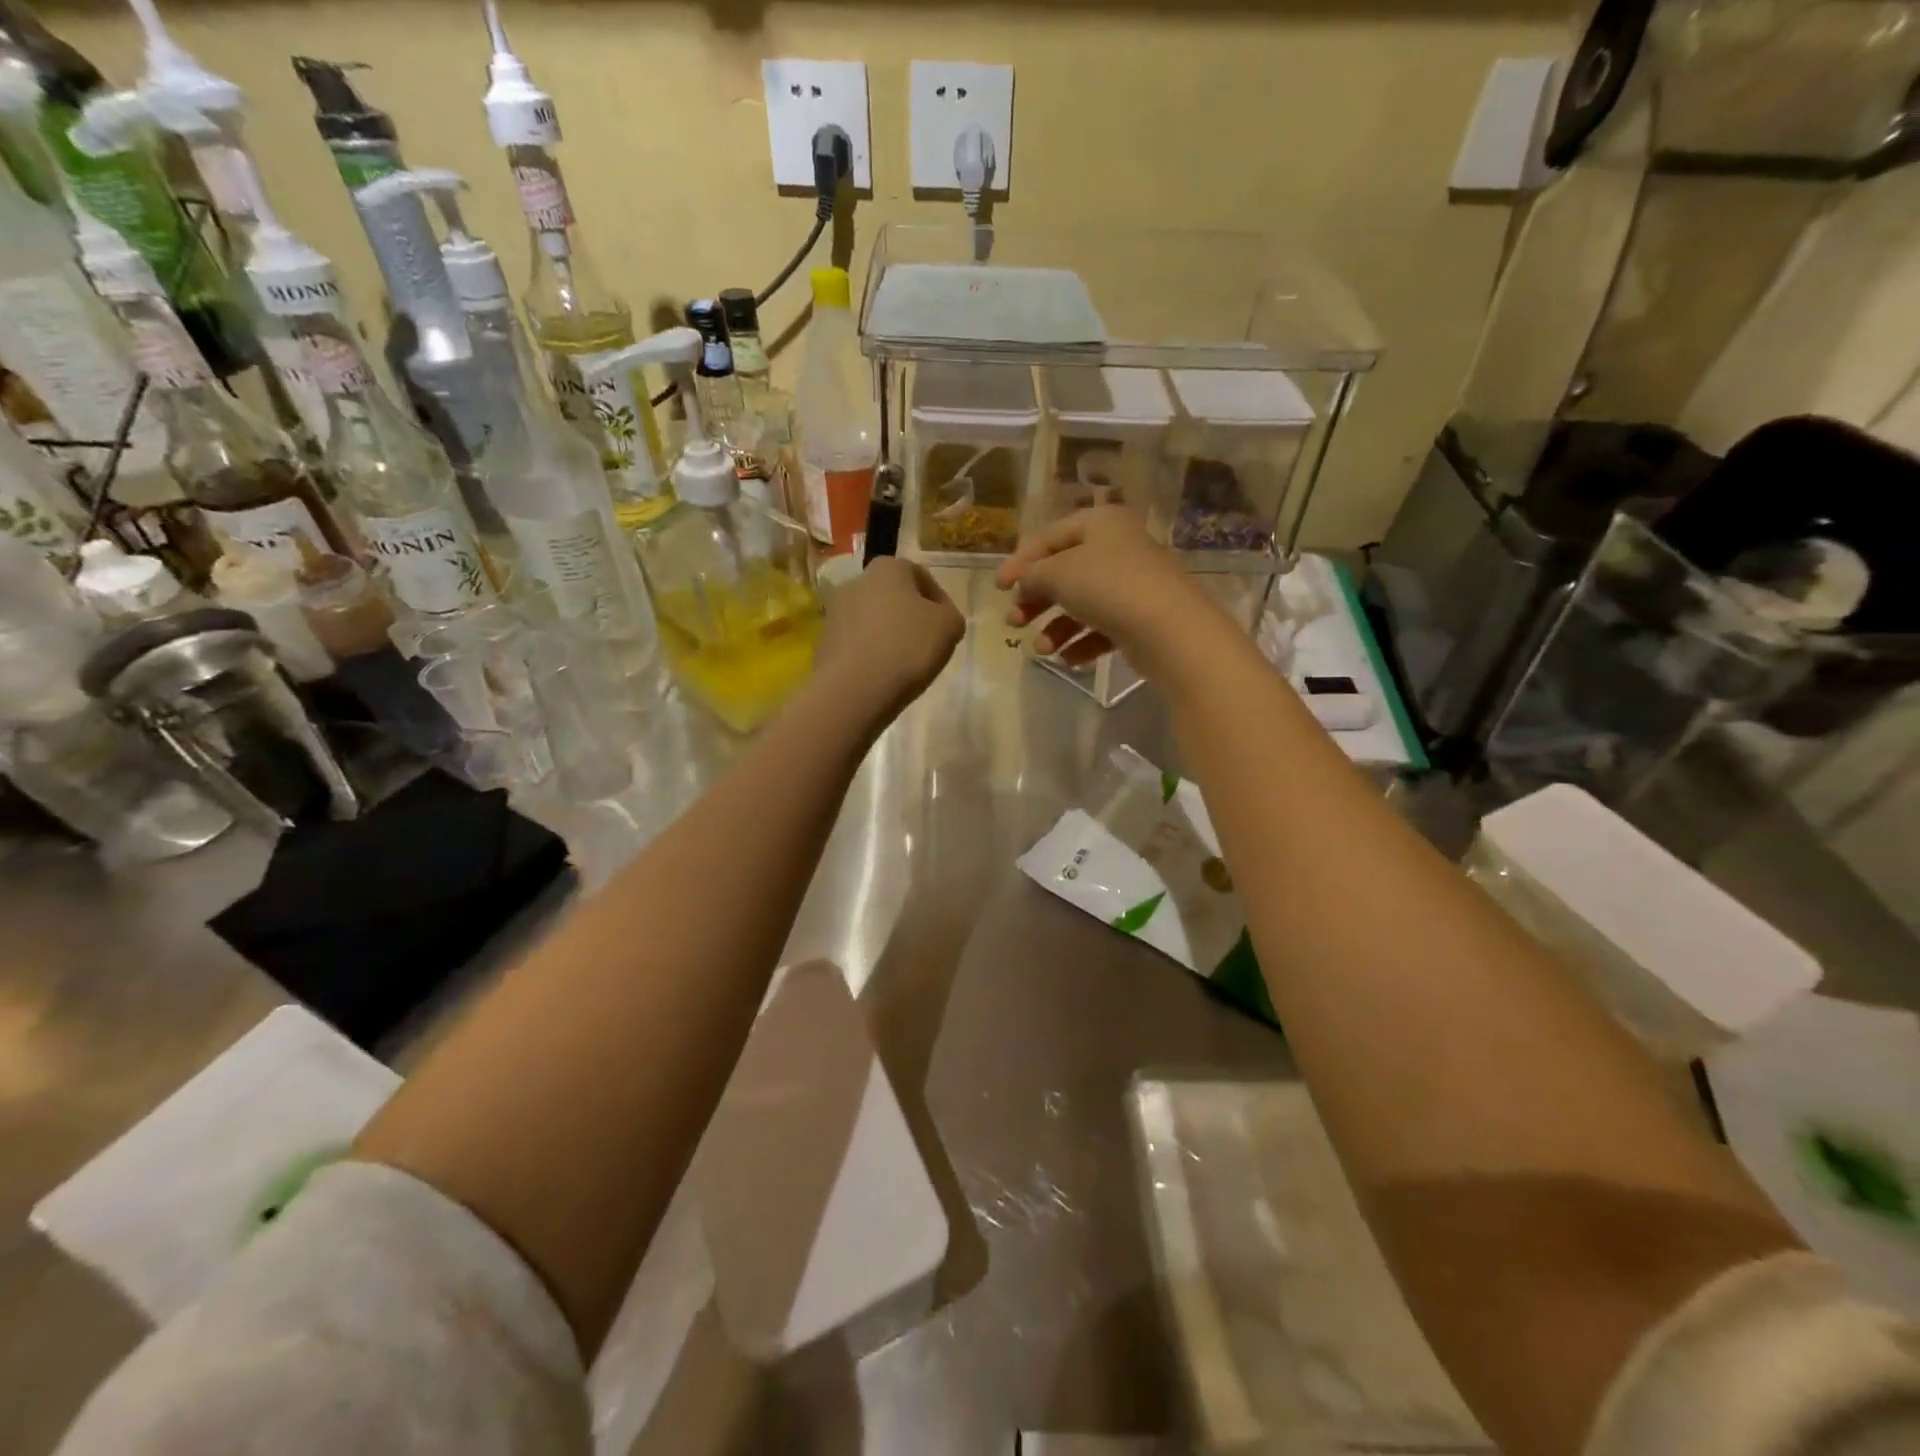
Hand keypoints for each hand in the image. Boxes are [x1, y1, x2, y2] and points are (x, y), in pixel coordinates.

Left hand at [815, 557, 965, 721]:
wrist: (853, 689)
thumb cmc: (907, 648)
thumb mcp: (949, 627)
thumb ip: (950, 616)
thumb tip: (940, 619)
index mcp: (888, 568)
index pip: (920, 576)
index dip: (939, 601)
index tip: (947, 627)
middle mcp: (856, 581)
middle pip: (893, 596)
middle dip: (910, 617)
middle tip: (927, 644)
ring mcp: (835, 612)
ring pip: (873, 620)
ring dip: (889, 635)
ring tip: (905, 663)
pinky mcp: (824, 642)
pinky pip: (857, 643)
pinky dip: (871, 653)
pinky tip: (882, 674)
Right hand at [996, 507, 1213, 672]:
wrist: (1169, 629)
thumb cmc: (1108, 587)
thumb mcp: (1058, 573)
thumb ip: (1033, 574)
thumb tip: (1025, 581)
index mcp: (1100, 523)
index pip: (1049, 537)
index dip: (1020, 562)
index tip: (998, 589)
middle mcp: (1118, 547)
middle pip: (1064, 571)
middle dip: (1036, 599)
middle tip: (1014, 621)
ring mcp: (1132, 584)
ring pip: (1082, 603)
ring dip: (1055, 627)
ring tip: (1041, 649)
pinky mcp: (1141, 617)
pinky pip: (1102, 627)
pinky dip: (1082, 642)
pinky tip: (1068, 659)